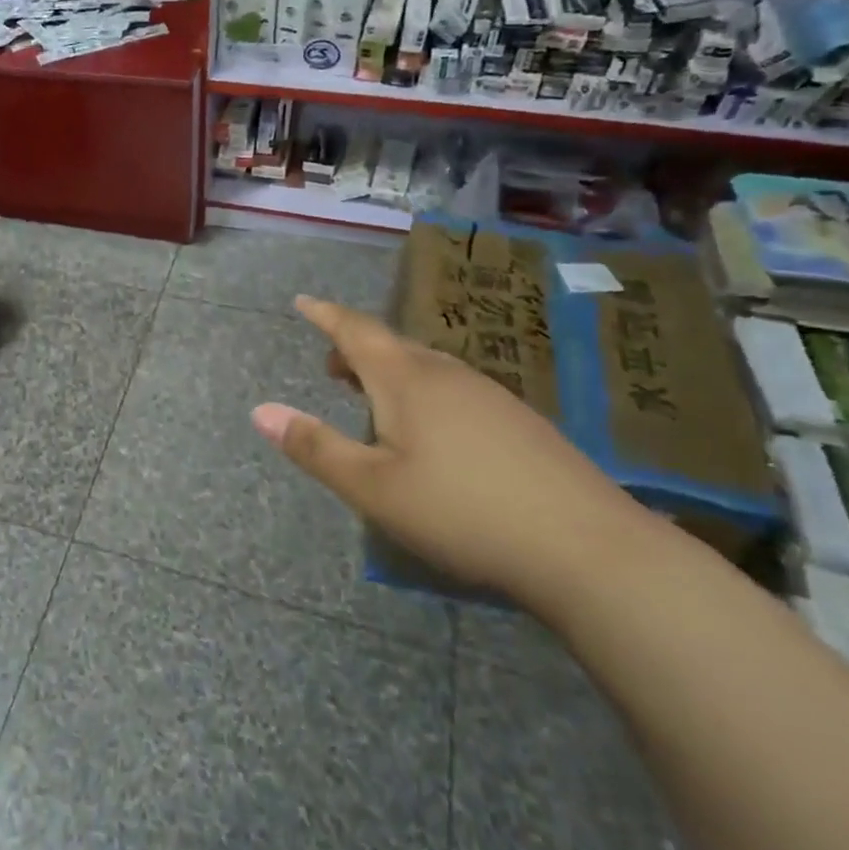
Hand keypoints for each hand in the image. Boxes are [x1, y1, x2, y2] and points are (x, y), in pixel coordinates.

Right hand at [252, 295, 648, 606]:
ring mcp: (491, 396)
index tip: (302, 300)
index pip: (355, 331)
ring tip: (372, 397)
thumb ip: (315, 447)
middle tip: (331, 367)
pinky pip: (454, 389)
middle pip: (392, 345)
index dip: (325, 315)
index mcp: (407, 380)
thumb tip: (259, 411)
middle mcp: (448, 374)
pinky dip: (423, 392)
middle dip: (355, 348)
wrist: (589, 549)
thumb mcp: (372, 487)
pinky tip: (431, 431)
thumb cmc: (462, 511)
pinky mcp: (520, 423)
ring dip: (390, 372)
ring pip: (426, 368)